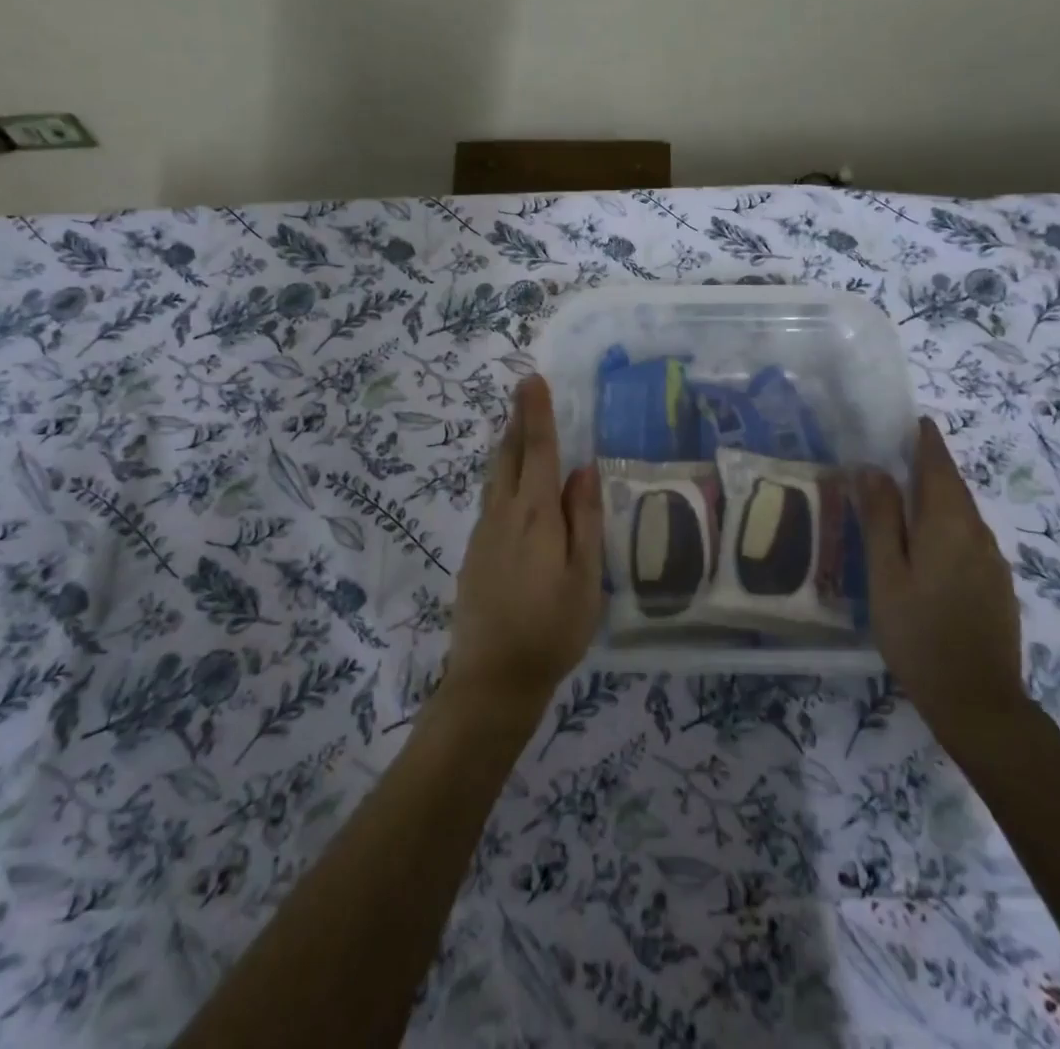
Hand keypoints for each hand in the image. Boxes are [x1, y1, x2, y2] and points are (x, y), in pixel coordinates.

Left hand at [443, 376, 603, 715]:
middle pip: (510, 456)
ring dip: (509, 446)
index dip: (537, 414)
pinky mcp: (474, 552)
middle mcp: (504, 514)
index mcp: (536, 516)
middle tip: (525, 391)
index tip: (532, 380)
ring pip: (496, 476)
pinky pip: (492, 499)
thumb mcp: (584, 577)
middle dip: (519, 421)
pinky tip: (514, 484)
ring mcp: (484, 533)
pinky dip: (504, 475)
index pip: (539, 451)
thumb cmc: (551, 629)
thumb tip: (583, 470)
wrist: (492, 679)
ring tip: (520, 426)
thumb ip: (584, 520)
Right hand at [856, 416, 1029, 754]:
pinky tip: (927, 547)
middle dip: (931, 467)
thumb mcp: (886, 574)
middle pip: (953, 488)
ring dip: (937, 499)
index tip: (915, 421)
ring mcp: (993, 562)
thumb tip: (871, 468)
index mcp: (948, 524)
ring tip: (905, 499)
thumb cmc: (918, 633)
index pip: (939, 466)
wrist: (978, 701)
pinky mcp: (997, 586)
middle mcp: (978, 534)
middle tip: (898, 456)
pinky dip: (947, 527)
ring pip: (962, 515)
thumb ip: (880, 518)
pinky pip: (969, 540)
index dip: (927, 441)